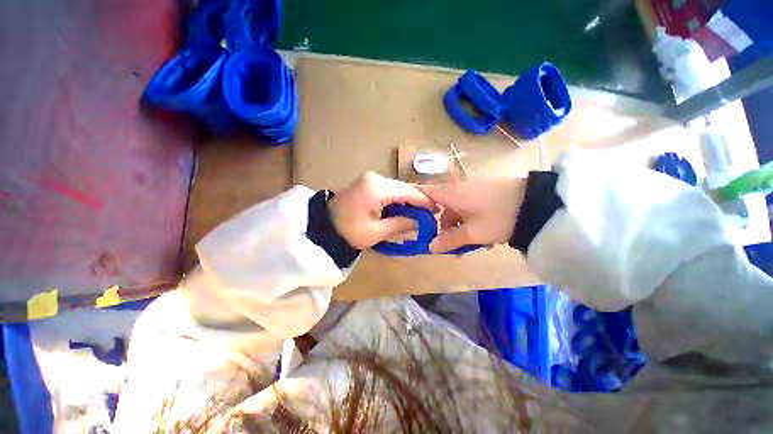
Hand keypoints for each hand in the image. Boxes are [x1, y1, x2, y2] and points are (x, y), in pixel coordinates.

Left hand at [329, 172, 437, 248]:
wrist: (322, 228)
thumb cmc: (348, 232)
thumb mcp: (376, 232)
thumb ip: (400, 225)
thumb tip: (418, 223)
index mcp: (377, 188)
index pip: (408, 191)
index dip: (424, 201)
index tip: (436, 210)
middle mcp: (374, 178)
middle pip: (403, 188)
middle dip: (416, 201)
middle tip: (428, 214)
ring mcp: (369, 179)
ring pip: (396, 188)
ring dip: (406, 201)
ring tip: (417, 214)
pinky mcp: (366, 183)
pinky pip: (387, 190)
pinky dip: (396, 200)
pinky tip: (401, 210)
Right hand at [417, 176, 525, 252]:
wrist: (535, 204)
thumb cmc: (497, 217)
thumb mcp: (472, 233)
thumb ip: (449, 240)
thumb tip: (430, 247)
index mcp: (450, 193)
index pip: (423, 193)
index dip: (415, 203)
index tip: (412, 220)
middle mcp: (458, 188)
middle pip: (441, 207)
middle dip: (444, 228)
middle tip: (451, 247)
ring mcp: (472, 189)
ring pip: (456, 210)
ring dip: (459, 228)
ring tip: (471, 245)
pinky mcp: (484, 193)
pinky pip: (469, 208)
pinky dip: (470, 221)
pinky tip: (483, 235)